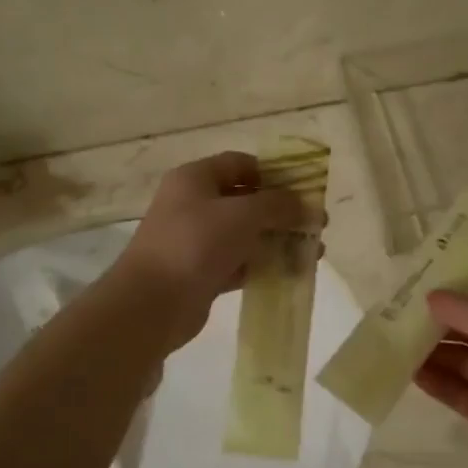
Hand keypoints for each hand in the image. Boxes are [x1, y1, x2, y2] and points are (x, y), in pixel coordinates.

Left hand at [111, 152, 313, 348]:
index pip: (240, 164)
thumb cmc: (196, 244)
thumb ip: (278, 205)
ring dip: (277, 240)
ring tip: (312, 251)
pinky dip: (263, 265)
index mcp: (195, 179)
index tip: (304, 188)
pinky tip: (292, 272)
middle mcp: (193, 205)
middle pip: (245, 200)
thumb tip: (307, 204)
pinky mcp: (201, 273)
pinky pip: (239, 263)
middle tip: (316, 224)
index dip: (273, 172)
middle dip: (282, 211)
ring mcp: (195, 241)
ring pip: (244, 234)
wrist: (152, 304)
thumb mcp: (243, 215)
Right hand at [414, 275, 467, 467]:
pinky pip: (452, 388)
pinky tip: (406, 371)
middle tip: (395, 308)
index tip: (419, 275)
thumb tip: (431, 297)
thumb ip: (461, 308)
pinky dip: (431, 379)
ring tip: (392, 338)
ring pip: (456, 356)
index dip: (457, 281)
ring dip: (428, 348)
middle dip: (435, 316)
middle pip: (467, 323)